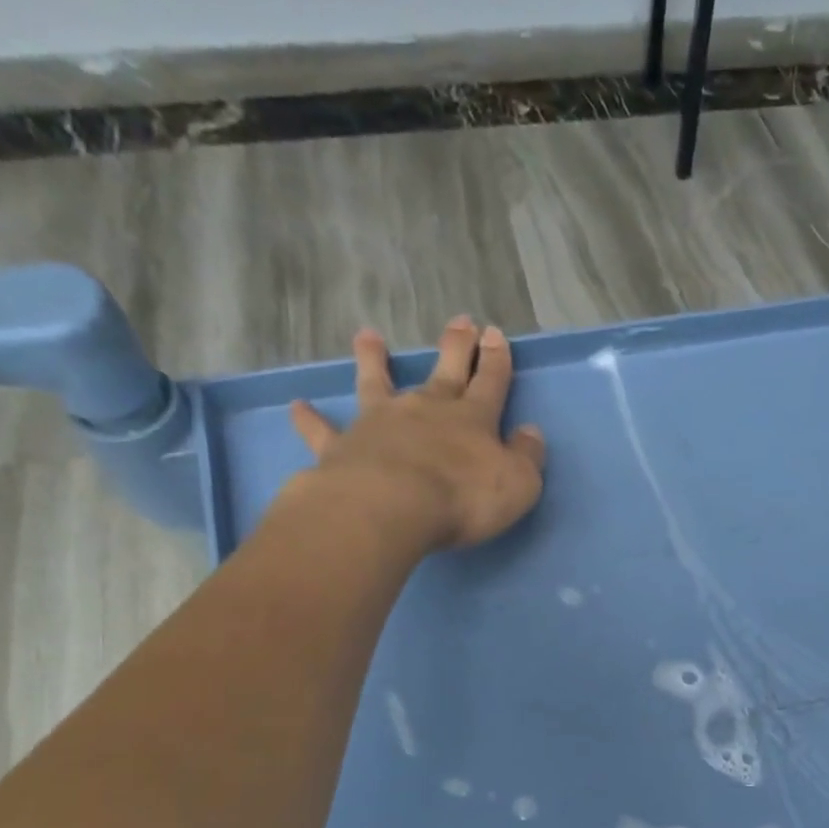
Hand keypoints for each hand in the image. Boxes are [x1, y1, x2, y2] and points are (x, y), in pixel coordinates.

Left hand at [288, 316, 546, 551]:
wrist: (392, 506)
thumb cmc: (463, 498)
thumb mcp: (518, 484)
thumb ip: (526, 457)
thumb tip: (530, 433)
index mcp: (472, 419)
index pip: (491, 382)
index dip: (496, 359)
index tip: (495, 333)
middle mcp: (426, 410)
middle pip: (445, 371)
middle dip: (455, 346)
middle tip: (460, 320)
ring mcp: (381, 424)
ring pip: (378, 383)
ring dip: (374, 359)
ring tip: (368, 335)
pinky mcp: (343, 447)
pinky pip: (324, 431)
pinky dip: (311, 419)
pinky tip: (298, 406)